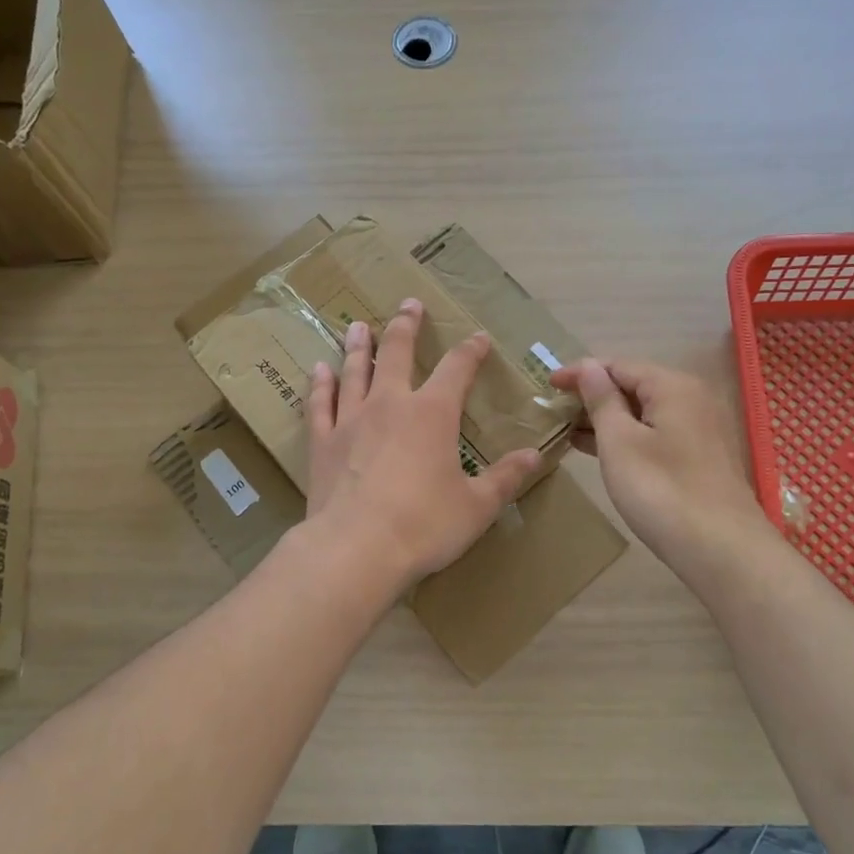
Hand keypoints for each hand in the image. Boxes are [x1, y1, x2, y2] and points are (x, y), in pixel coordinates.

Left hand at [305, 300, 543, 586]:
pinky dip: (321, 384)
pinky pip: (320, 403)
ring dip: (359, 346)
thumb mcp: (476, 506)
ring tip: (358, 325)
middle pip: (397, 353)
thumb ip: (505, 478)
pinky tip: (319, 368)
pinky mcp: (322, 442)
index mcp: (433, 414)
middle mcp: (390, 404)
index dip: (470, 350)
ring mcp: (351, 420)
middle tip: (408, 304)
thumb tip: (534, 456)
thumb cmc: (424, 526)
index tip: (478, 338)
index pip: (457, 369)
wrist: (356, 549)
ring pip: (354, 371)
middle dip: (405, 326)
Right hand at [549, 357, 774, 576]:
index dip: (580, 373)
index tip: (547, 385)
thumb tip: (588, 367)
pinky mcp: (700, 456)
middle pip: (633, 385)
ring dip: (607, 418)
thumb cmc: (661, 490)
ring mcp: (700, 428)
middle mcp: (692, 398)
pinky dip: (626, 436)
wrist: (721, 550)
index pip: (617, 365)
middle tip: (555, 411)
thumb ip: (602, 401)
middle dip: (593, 396)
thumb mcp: (619, 442)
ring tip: (569, 430)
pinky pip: (655, 432)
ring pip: (644, 411)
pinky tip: (600, 450)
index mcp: (672, 386)